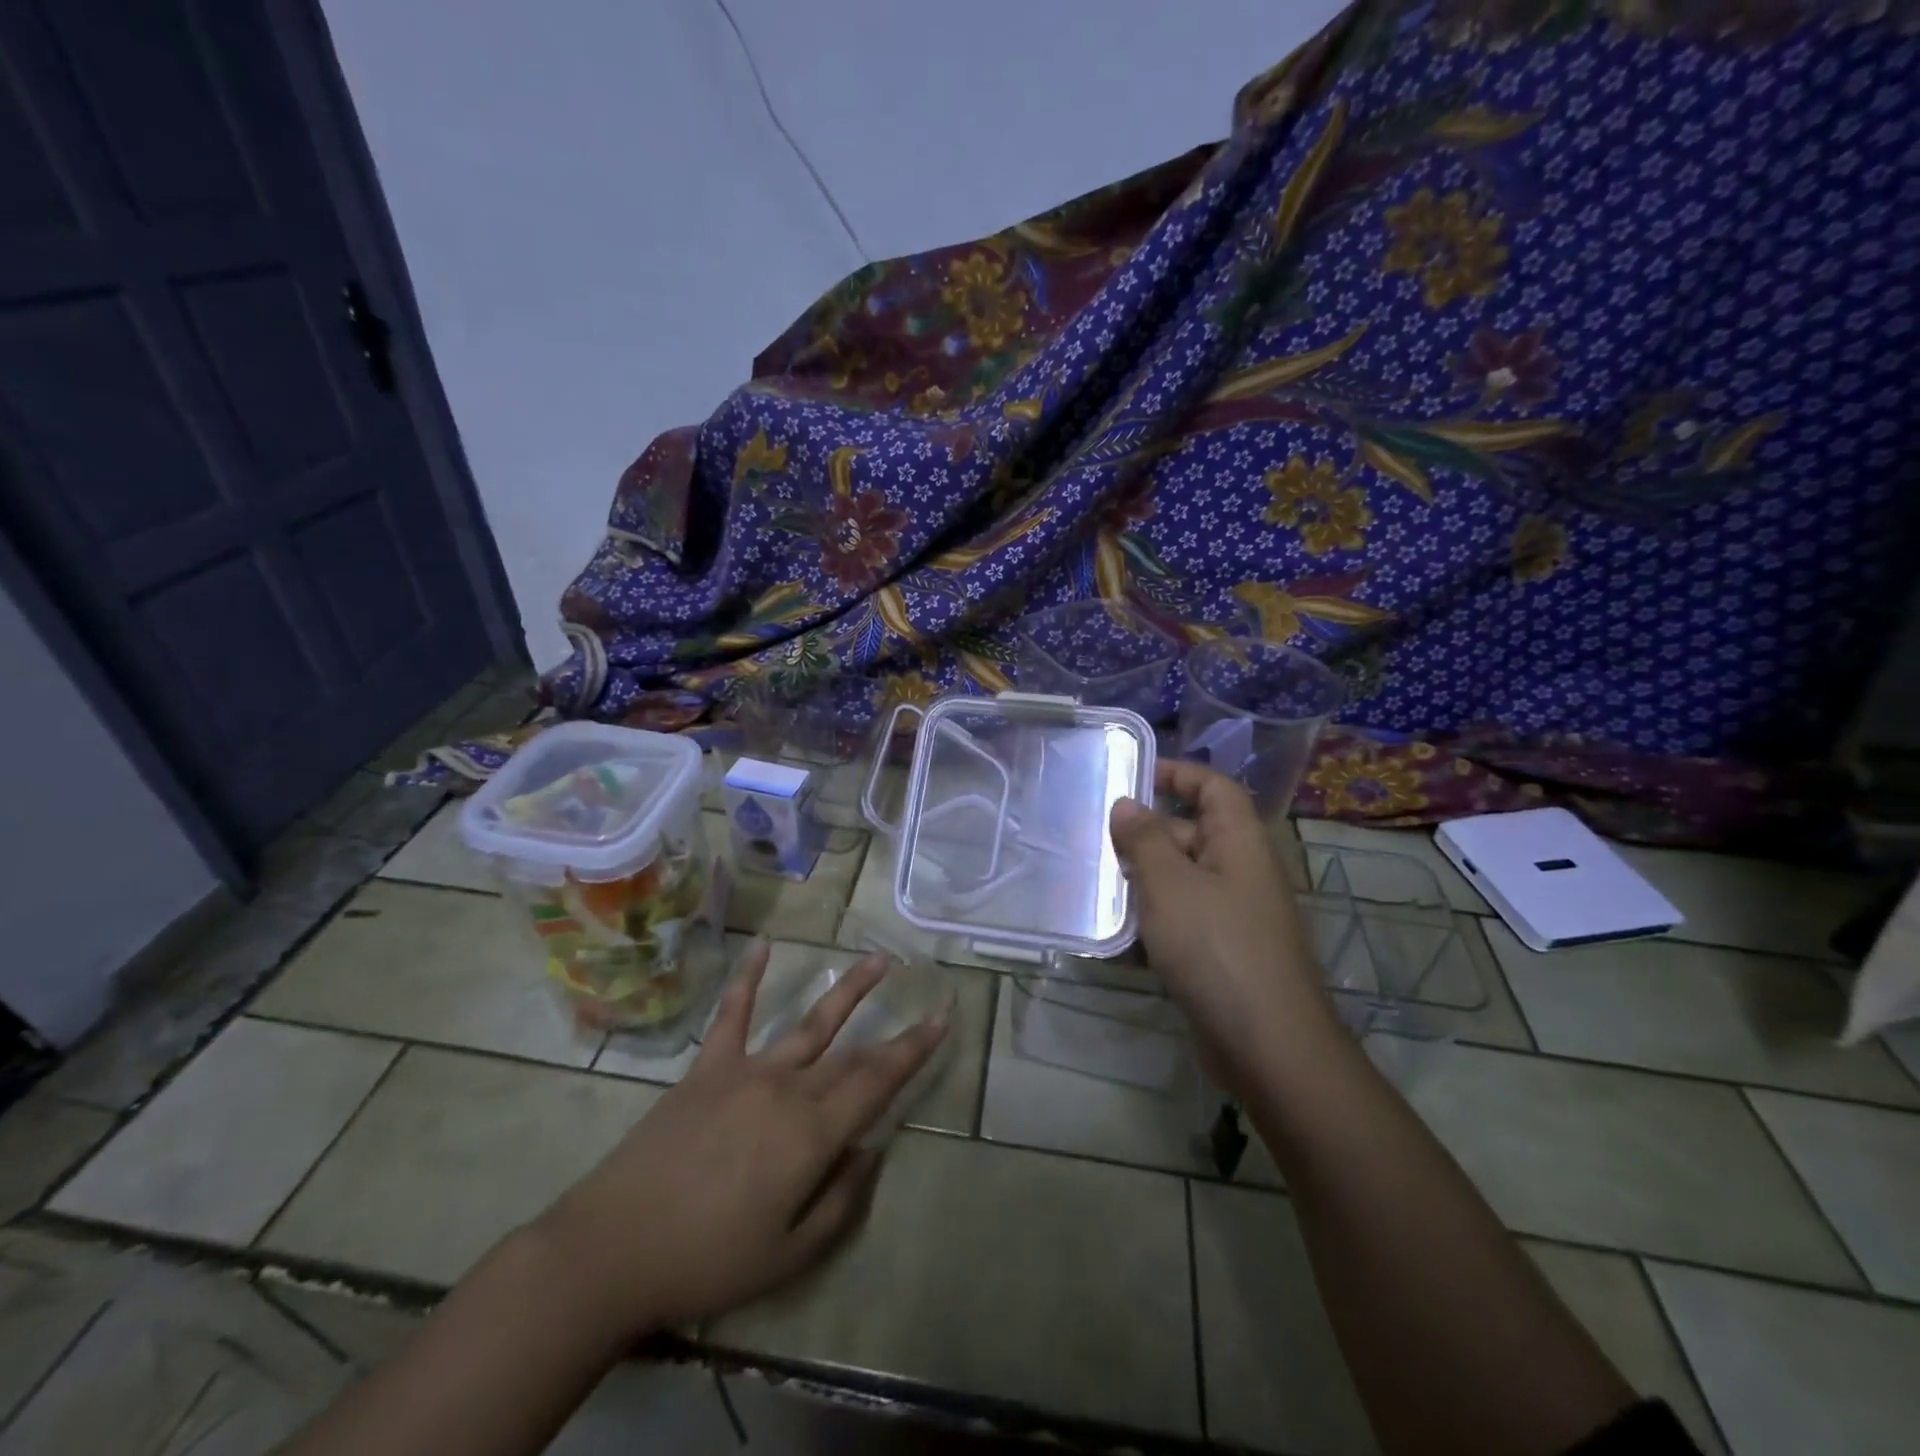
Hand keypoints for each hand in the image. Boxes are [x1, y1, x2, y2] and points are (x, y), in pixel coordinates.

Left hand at [531, 942, 947, 1337]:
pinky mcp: (708, 1068)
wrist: (613, 1248)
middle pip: (851, 1054)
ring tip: (876, 960)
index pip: (878, 1081)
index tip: (942, 1020)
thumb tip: (870, 1151)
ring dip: (847, 990)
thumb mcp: (789, 1254)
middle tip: (922, 1000)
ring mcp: (747, 1071)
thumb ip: (841, 1200)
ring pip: (809, 1022)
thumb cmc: (707, 1260)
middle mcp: (789, 1088)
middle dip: (892, 1030)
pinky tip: (764, 946)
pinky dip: (748, 978)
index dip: (914, 1050)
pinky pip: (731, 1014)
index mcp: (813, 1133)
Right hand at [1109, 760, 1333, 1090]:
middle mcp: (1243, 871)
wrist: (1268, 1046)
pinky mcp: (1226, 953)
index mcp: (1240, 843)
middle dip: (1148, 832)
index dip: (1178, 774)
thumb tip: (1128, 803)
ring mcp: (1237, 915)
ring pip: (1186, 879)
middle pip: (1196, 832)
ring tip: (1098, 882)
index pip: (1214, 788)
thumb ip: (1145, 839)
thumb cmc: (1216, 948)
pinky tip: (1119, 935)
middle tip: (1097, 838)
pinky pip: (1186, 919)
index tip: (1131, 777)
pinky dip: (1155, 919)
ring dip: (1145, 878)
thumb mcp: (1169, 885)